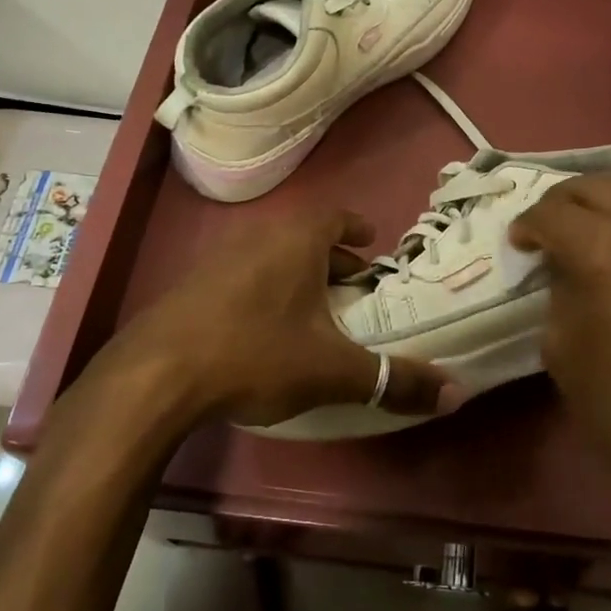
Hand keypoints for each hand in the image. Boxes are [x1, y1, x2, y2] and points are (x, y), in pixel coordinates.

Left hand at [75, 208, 445, 433]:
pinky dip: (264, 292)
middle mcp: (258, 237)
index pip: (335, 216)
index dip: (356, 228)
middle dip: (332, 259)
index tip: (371, 242)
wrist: (155, 376)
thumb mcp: (332, 370)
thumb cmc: (255, 353)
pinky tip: (264, 329)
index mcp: (296, 240)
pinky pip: (242, 277)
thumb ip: (393, 379)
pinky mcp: (191, 287)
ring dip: (296, 276)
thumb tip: (455, 394)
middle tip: (353, 286)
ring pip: (271, 258)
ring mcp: (218, 259)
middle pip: (305, 238)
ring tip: (314, 309)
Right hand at [508, 176, 610, 555]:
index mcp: (606, 252)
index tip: (519, 244)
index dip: (528, 225)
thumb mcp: (564, 351)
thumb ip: (560, 292)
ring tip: (589, 230)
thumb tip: (563, 265)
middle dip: (563, 202)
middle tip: (547, 229)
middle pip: (597, 186)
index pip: (553, 213)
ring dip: (605, 203)